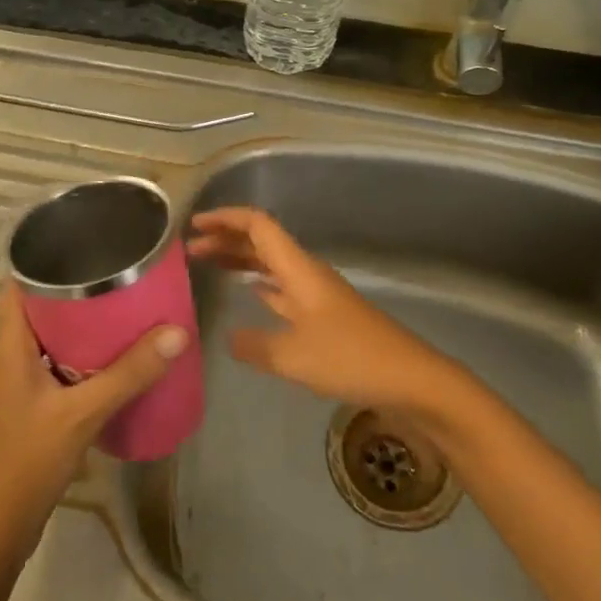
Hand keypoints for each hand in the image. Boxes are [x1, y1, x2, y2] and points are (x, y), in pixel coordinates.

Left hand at [0, 285, 186, 570]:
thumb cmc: (26, 463)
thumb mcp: (81, 414)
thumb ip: (128, 374)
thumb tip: (177, 331)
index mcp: (10, 347)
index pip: (18, 285)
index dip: (43, 257)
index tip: (84, 239)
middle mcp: (11, 359)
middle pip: (42, 309)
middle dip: (79, 290)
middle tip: (124, 273)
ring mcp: (21, 386)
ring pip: (54, 340)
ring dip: (86, 326)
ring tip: (130, 309)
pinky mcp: (34, 409)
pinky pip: (62, 368)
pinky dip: (87, 358)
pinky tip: (120, 362)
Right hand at [187, 206, 461, 419]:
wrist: (410, 380)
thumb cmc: (350, 358)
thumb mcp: (293, 356)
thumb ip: (255, 344)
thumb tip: (229, 337)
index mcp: (299, 269)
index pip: (258, 226)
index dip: (226, 219)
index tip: (194, 225)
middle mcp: (307, 274)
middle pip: (263, 242)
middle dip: (226, 240)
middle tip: (190, 250)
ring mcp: (318, 295)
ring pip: (272, 265)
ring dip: (240, 262)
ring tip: (209, 266)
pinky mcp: (325, 317)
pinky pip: (283, 290)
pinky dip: (261, 287)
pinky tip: (249, 296)